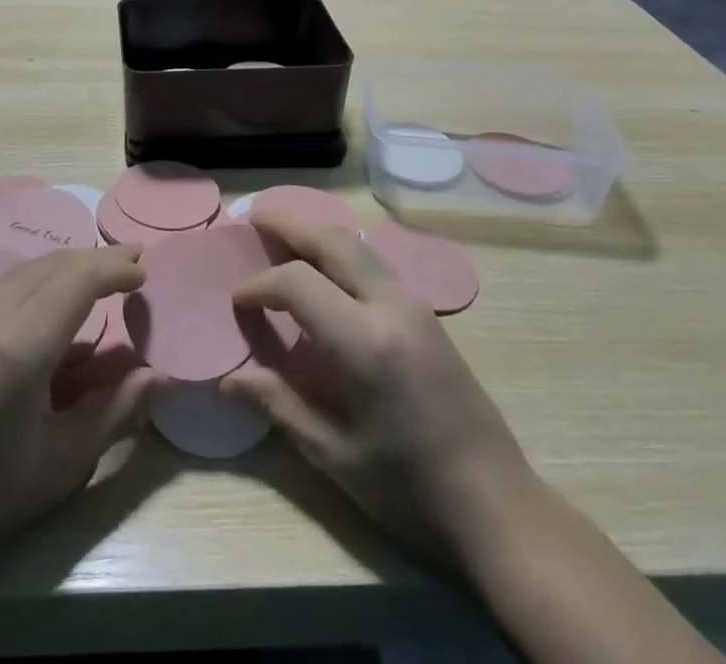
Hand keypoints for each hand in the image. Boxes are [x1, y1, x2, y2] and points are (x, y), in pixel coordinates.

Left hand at [0, 246, 154, 584]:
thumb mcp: (61, 463)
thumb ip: (115, 411)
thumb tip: (158, 376)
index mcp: (20, 344)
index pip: (79, 280)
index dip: (115, 268)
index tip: (144, 271)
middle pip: (54, 265)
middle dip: (96, 258)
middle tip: (131, 261)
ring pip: (26, 269)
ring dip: (66, 266)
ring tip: (96, 276)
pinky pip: (3, 285)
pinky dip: (38, 280)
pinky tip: (49, 303)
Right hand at [223, 214, 536, 568]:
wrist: (495, 505)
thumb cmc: (409, 488)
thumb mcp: (335, 455)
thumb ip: (280, 404)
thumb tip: (230, 381)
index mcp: (364, 341)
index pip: (298, 283)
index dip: (260, 285)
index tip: (237, 301)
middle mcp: (390, 306)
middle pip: (332, 241)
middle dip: (289, 225)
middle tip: (253, 221)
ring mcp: (414, 304)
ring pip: (357, 245)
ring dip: (317, 233)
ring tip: (283, 235)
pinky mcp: (427, 314)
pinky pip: (374, 263)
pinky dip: (341, 251)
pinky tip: (325, 269)